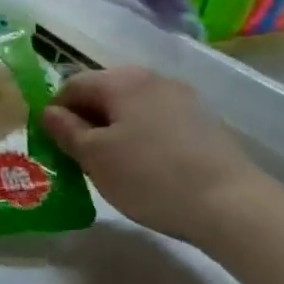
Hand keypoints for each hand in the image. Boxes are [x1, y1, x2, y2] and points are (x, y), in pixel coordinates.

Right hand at [42, 66, 274, 250]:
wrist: (233, 205)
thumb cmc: (151, 177)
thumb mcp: (95, 157)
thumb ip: (66, 130)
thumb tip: (49, 112)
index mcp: (120, 80)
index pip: (72, 85)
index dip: (55, 112)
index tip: (53, 144)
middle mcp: (151, 78)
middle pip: (104, 92)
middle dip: (87, 120)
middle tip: (81, 157)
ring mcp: (183, 97)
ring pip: (132, 107)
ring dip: (115, 129)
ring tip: (114, 165)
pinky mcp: (204, 121)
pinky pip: (158, 120)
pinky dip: (144, 137)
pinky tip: (149, 167)